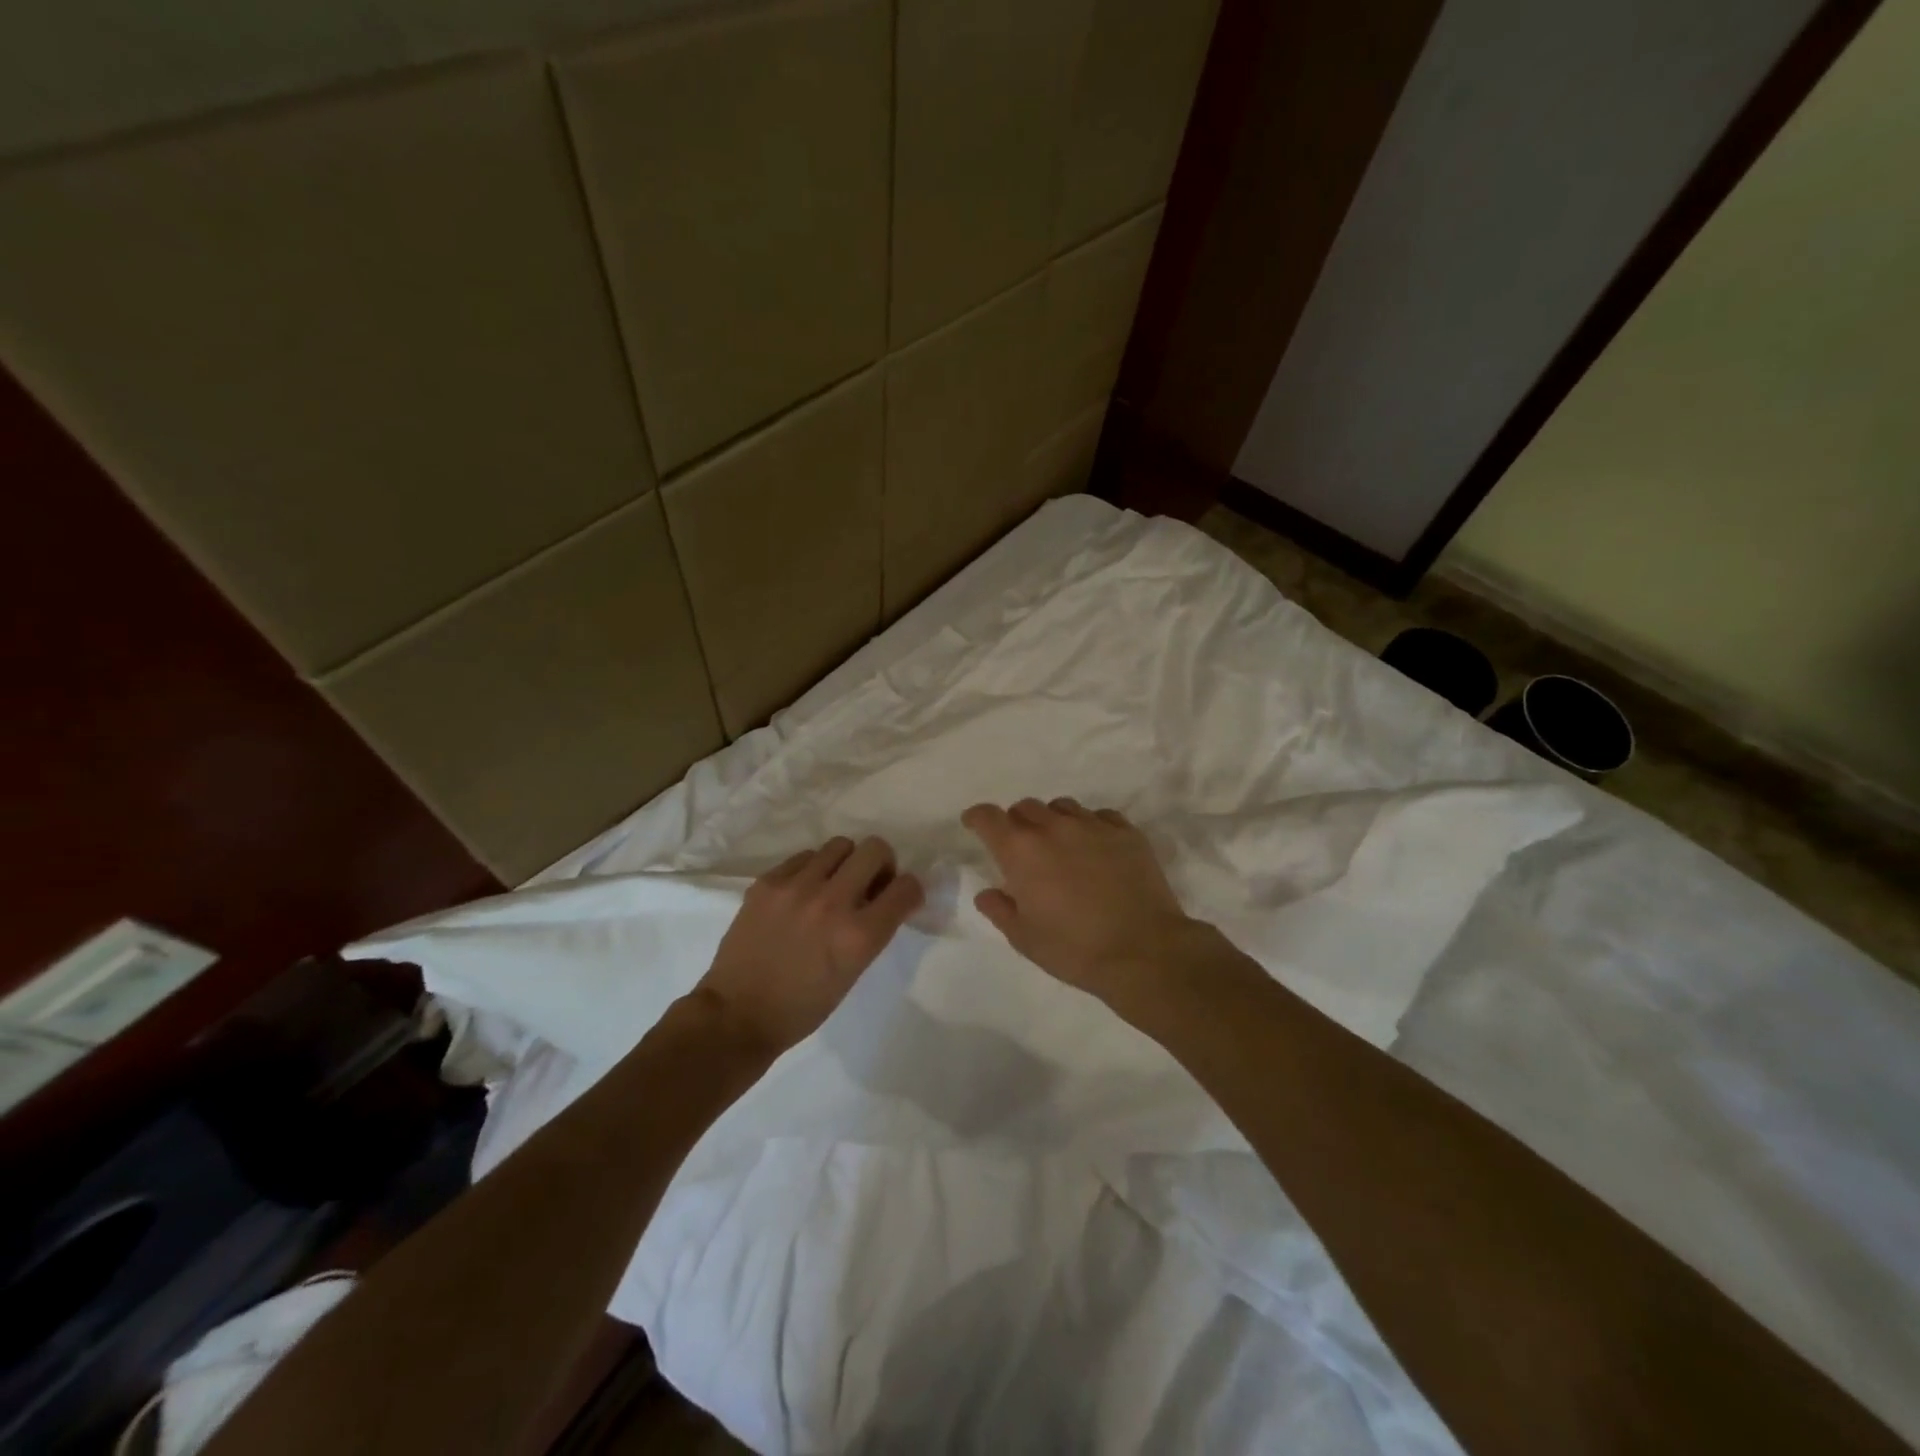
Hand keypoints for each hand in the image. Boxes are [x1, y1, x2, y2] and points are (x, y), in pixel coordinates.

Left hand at [694, 836, 923, 1056]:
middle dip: (882, 863)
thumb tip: (880, 896)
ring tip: (833, 884)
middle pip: (875, 850)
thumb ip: (872, 930)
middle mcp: (832, 903)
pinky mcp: (768, 882)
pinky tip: (802, 891)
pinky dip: (812, 869)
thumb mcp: (852, 972)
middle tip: (869, 882)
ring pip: (839, 845)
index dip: (910, 890)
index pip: (906, 888)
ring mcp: (797, 888)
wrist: (738, 1014)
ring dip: (846, 862)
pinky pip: (804, 856)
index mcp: (859, 936)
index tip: (899, 897)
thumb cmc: (803, 1006)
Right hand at [961, 799, 1208, 1002]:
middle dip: (1017, 822)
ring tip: (1060, 846)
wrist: (1143, 951)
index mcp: (1021, 851)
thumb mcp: (1025, 938)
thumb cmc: (1074, 949)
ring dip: (1053, 821)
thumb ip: (1000, 910)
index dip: (977, 817)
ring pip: (1063, 807)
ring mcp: (1093, 826)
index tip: (974, 824)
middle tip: (1021, 847)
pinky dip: (1089, 826)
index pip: (988, 817)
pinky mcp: (1126, 832)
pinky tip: (1095, 849)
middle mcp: (1054, 828)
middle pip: (1026, 807)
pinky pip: (1099, 816)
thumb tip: (987, 893)